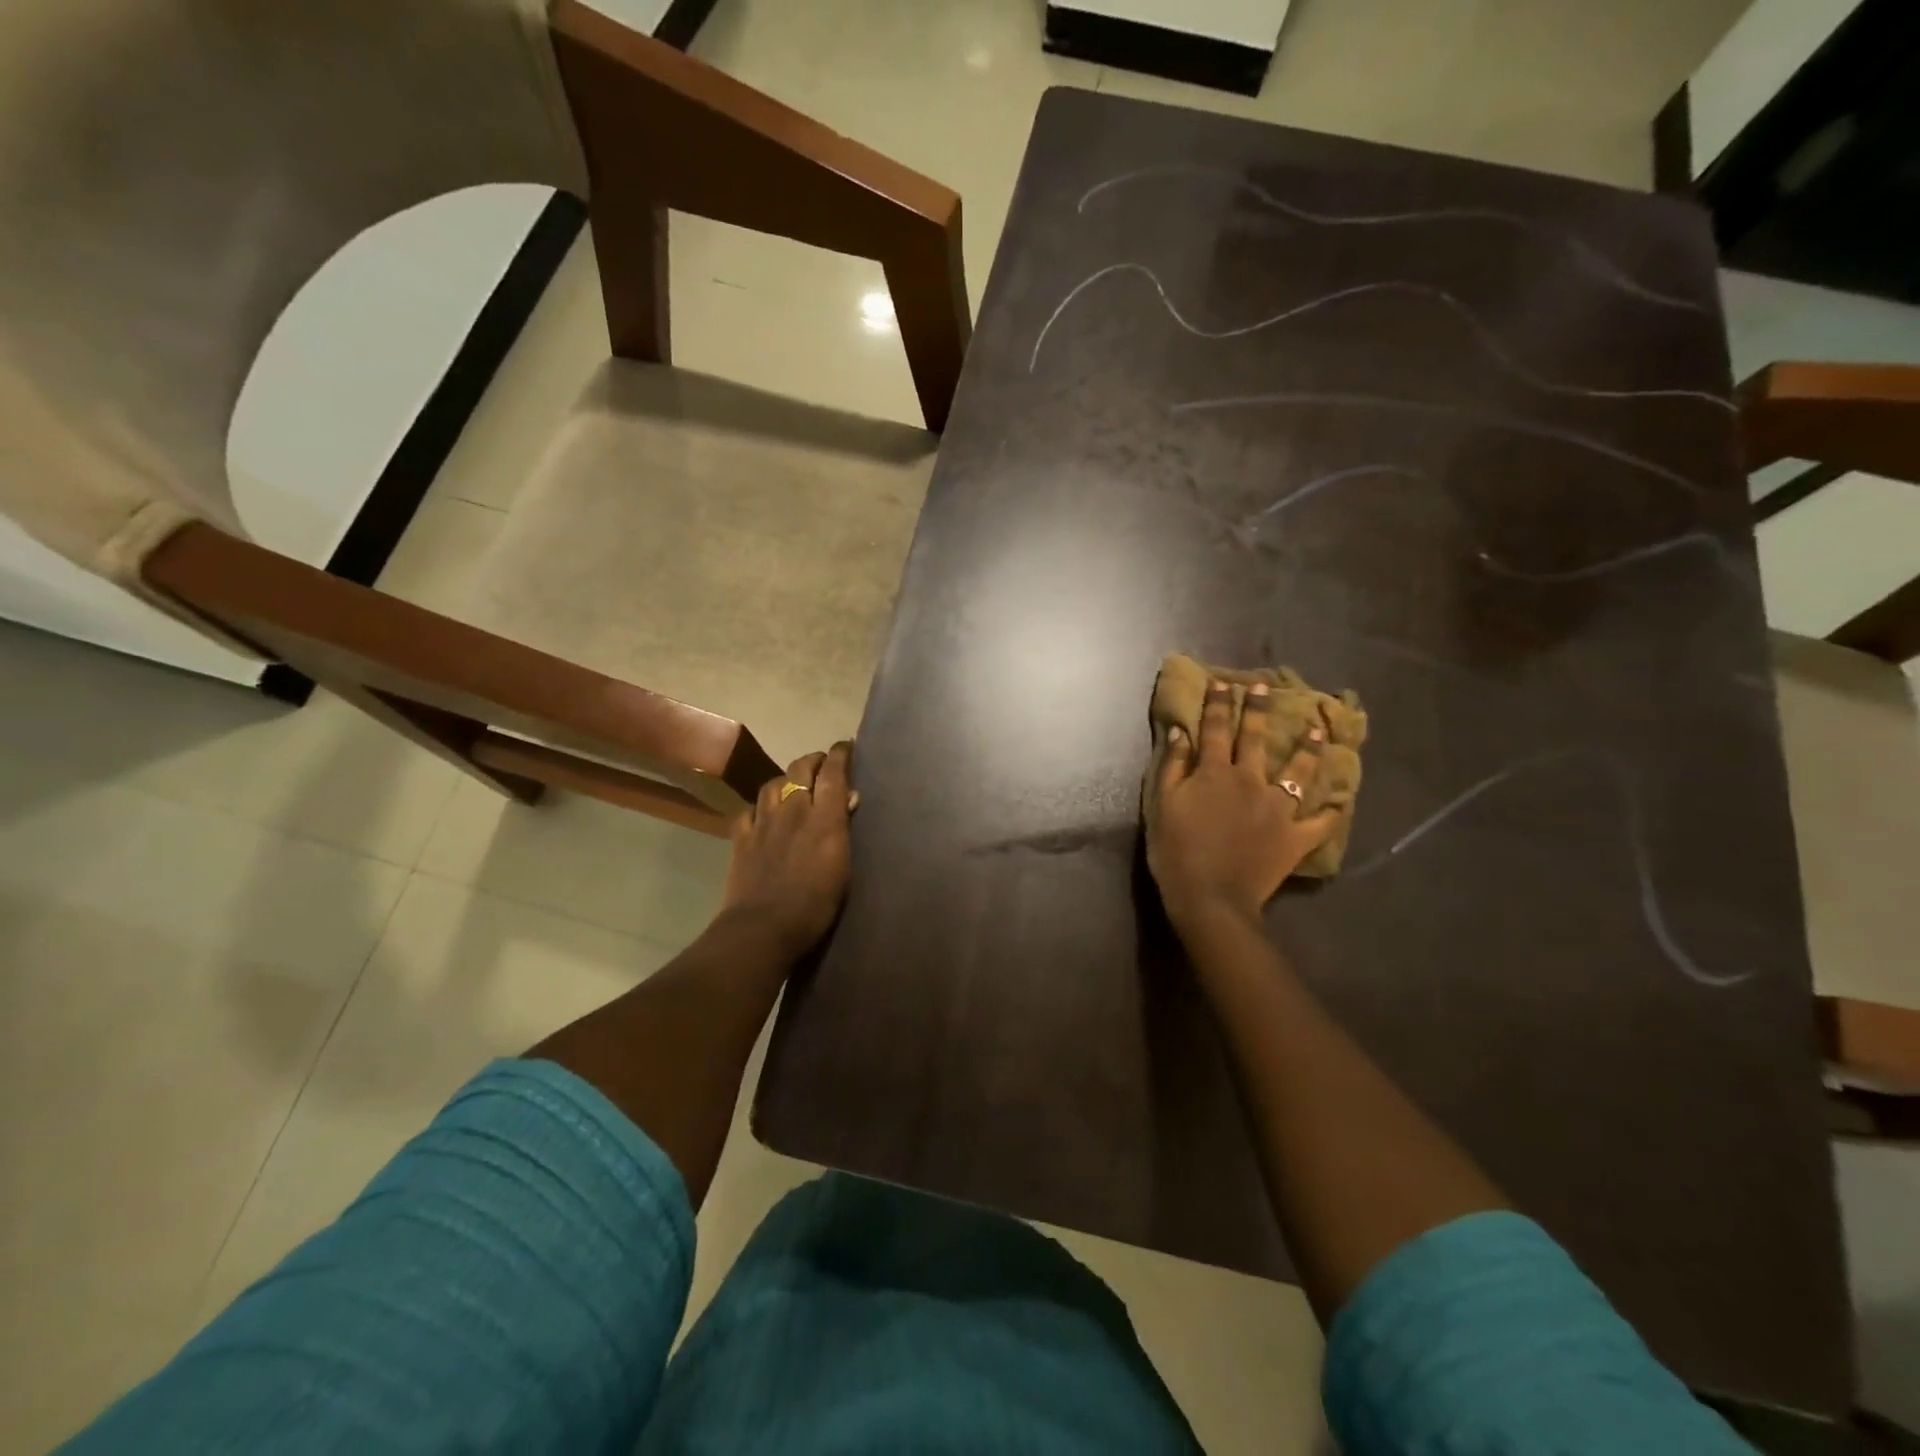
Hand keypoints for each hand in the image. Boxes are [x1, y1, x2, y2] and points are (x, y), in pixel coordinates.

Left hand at [721, 742, 856, 954]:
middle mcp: (792, 810)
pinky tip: (763, 814)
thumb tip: (849, 798)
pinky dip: (760, 806)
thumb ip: (843, 828)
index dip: (840, 754)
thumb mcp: (844, 868)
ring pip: (772, 783)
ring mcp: (763, 821)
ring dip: (786, 778)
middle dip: (814, 760)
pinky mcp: (741, 838)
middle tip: (823, 764)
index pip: (833, 772)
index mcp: (823, 818)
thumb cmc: (815, 905)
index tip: (847, 746)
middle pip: (800, 768)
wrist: (763, 928)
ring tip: (794, 786)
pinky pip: (749, 809)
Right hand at [1147, 680, 1337, 929]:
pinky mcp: (1295, 837)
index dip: (1219, 704)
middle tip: (1265, 687)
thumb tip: (1181, 732)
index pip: (1217, 729)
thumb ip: (1173, 766)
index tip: (1223, 683)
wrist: (1210, 897)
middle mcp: (1251, 781)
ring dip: (1308, 749)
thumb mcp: (1162, 805)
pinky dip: (1332, 812)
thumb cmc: (1176, 851)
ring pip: (1298, 772)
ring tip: (1318, 731)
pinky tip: (1341, 801)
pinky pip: (1320, 822)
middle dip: (1259, 710)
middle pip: (1256, 739)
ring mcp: (1278, 809)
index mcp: (1215, 773)